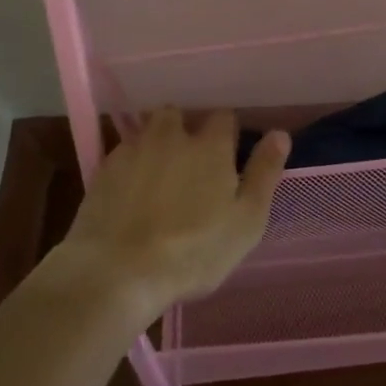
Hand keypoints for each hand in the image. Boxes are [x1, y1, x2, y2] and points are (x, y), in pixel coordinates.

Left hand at [49, 109, 288, 322]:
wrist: (117, 271)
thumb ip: (264, 173)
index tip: (228, 156)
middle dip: (186, 130)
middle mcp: (172, 136)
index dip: (228, 134)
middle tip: (191, 164)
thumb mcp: (246, 221)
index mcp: (210, 146)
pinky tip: (131, 191)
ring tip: (160, 173)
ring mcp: (134, 149)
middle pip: (180, 115)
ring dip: (157, 142)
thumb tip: (280, 133)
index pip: (224, 117)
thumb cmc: (194, 251)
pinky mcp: (104, 169)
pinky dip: (131, 164)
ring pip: (149, 130)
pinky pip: (124, 153)